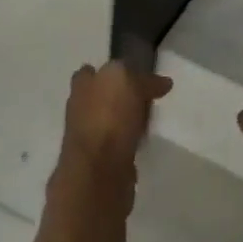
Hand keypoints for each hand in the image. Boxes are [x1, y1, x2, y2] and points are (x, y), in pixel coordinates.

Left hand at [56, 60, 171, 212]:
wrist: (98, 170)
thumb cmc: (109, 117)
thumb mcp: (129, 81)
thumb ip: (144, 79)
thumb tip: (163, 82)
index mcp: (82, 84)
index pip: (94, 71)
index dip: (115, 72)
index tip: (138, 77)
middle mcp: (79, 107)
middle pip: (103, 96)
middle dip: (121, 97)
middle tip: (149, 99)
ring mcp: (87, 135)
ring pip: (111, 120)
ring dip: (126, 120)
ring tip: (149, 121)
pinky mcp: (99, 159)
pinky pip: (117, 142)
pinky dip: (129, 141)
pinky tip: (142, 142)